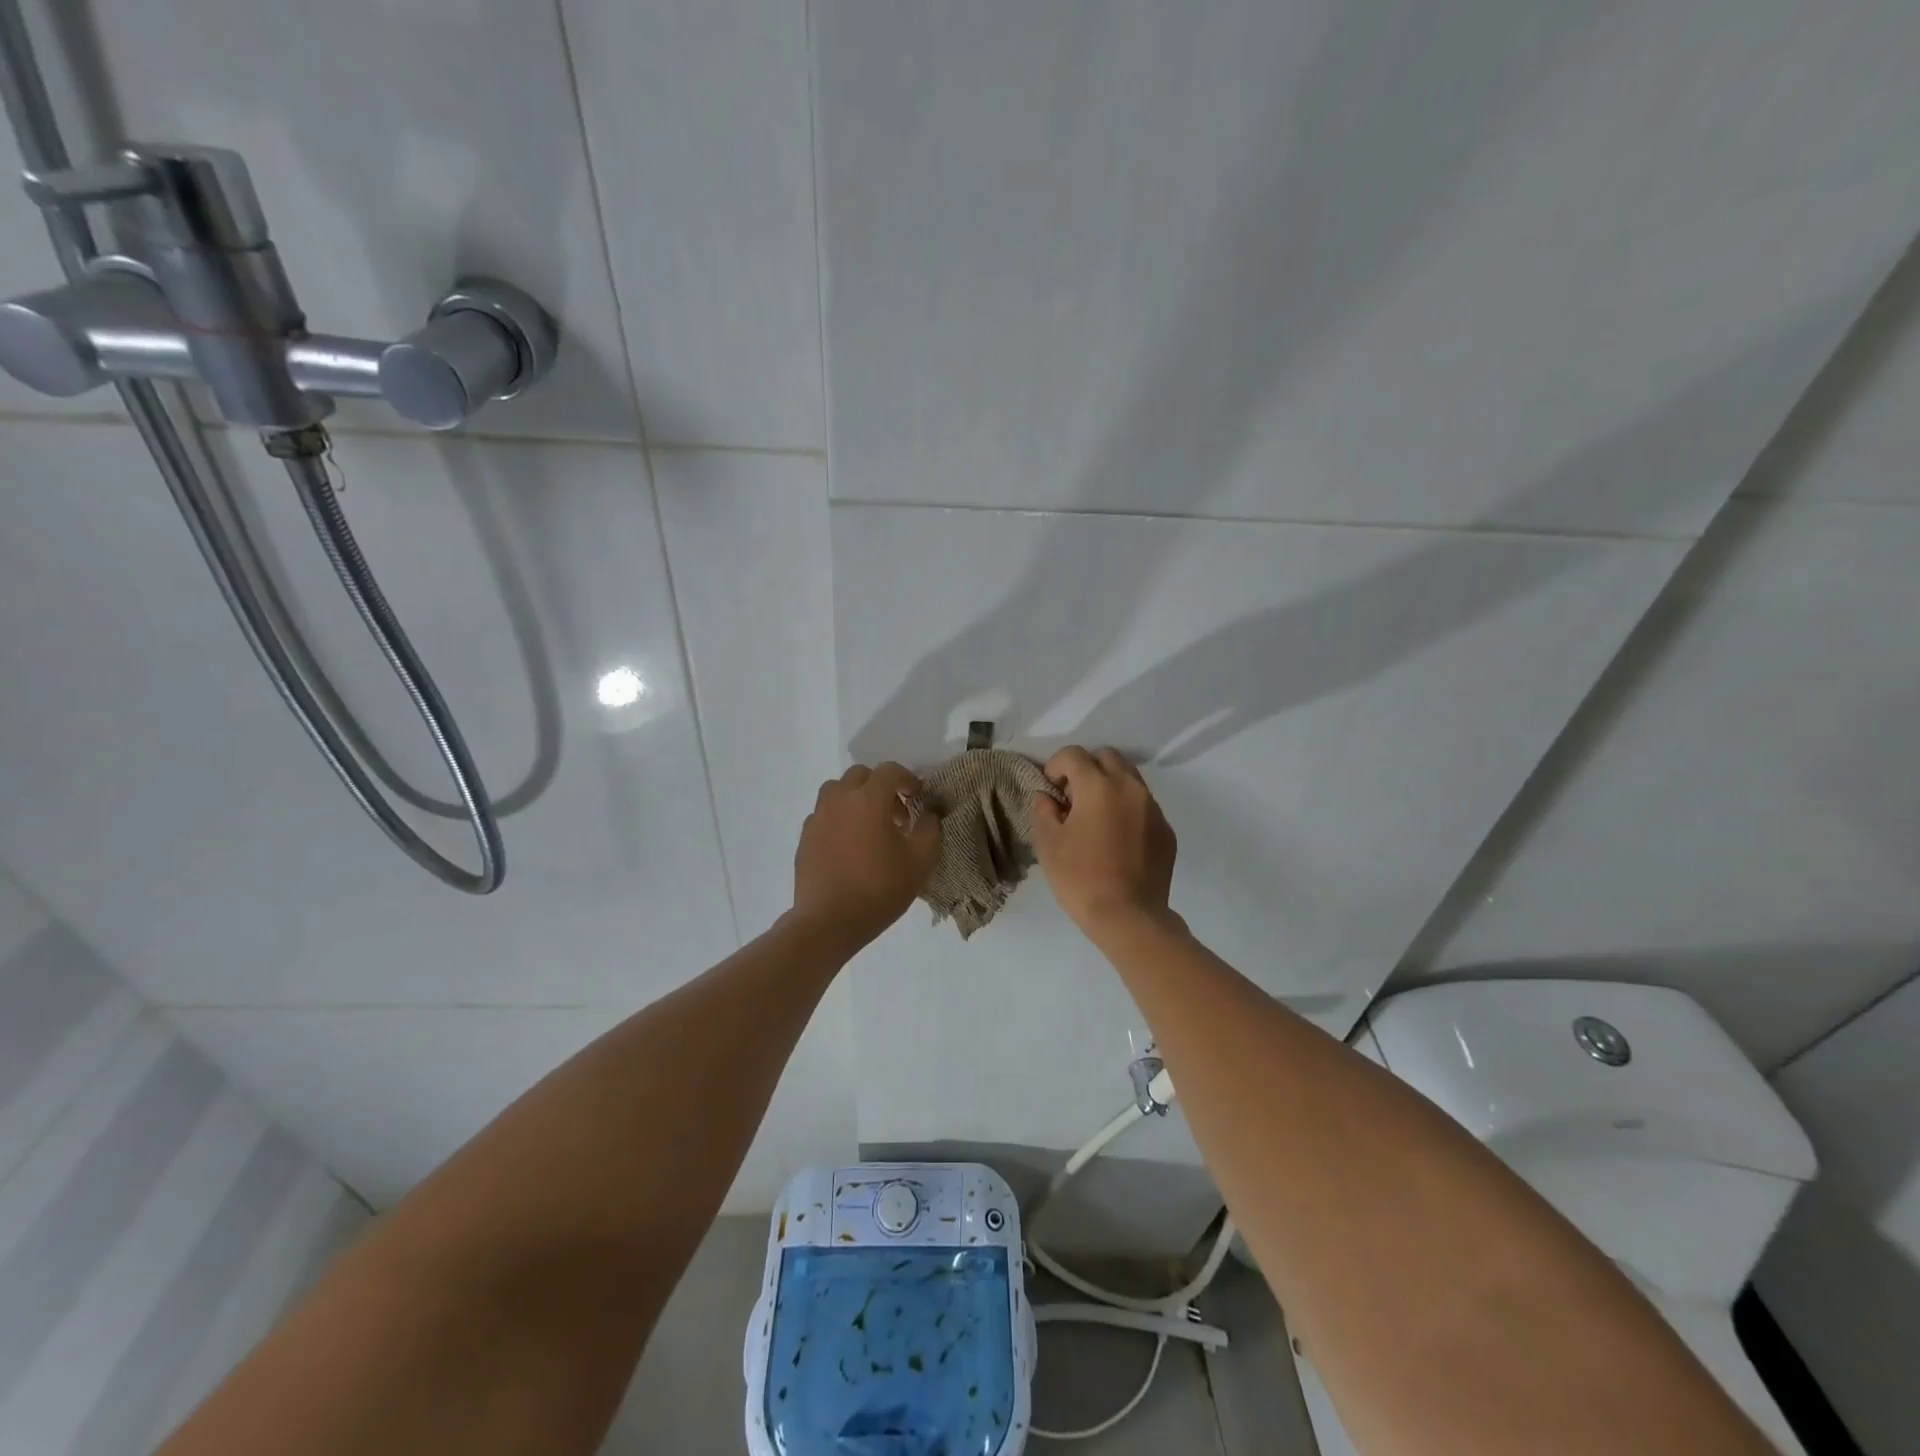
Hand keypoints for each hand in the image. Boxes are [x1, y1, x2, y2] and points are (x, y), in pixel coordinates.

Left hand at [791, 762, 941, 950]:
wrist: (829, 922)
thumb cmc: (879, 888)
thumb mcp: (921, 861)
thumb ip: (930, 829)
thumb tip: (928, 814)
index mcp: (868, 799)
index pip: (890, 771)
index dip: (907, 778)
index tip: (918, 796)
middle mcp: (839, 799)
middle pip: (860, 776)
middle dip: (881, 787)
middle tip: (896, 815)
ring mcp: (818, 817)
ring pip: (837, 791)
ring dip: (856, 799)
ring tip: (869, 827)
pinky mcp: (805, 837)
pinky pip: (824, 814)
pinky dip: (839, 819)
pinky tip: (849, 846)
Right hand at [1031, 746, 1177, 936]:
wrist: (1129, 917)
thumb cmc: (1080, 878)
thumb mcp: (1048, 843)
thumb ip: (1044, 809)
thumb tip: (1048, 796)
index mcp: (1098, 785)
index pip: (1073, 754)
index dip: (1055, 766)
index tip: (1050, 790)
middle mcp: (1130, 787)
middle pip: (1106, 756)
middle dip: (1086, 768)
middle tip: (1072, 798)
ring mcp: (1153, 808)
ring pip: (1129, 777)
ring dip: (1108, 785)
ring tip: (1095, 816)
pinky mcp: (1166, 830)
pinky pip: (1143, 805)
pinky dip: (1126, 808)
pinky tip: (1116, 838)